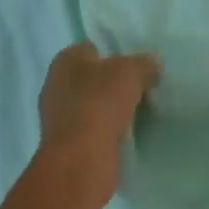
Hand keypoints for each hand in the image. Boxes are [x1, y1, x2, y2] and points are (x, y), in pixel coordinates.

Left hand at [36, 42, 159, 202]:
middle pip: (93, 77)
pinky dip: (109, 130)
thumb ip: (144, 64)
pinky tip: (128, 132)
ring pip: (94, 105)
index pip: (92, 48)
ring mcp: (59, 118)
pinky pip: (94, 129)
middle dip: (114, 82)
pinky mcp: (68, 145)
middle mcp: (56, 86)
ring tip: (140, 109)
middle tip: (142, 85)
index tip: (137, 63)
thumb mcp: (131, 72)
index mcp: (65, 61)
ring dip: (112, 108)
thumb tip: (152, 65)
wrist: (81, 161)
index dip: (115, 53)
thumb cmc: (100, 103)